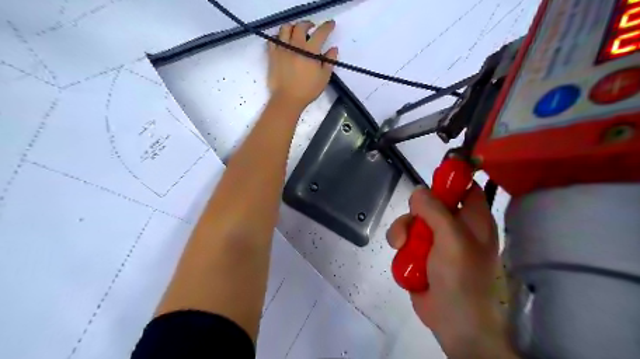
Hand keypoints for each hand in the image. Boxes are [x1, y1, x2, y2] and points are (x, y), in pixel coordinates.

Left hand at [268, 20, 336, 109]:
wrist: (287, 99)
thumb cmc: (308, 91)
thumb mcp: (324, 78)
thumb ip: (329, 61)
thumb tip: (333, 49)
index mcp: (310, 52)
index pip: (320, 33)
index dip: (327, 26)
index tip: (331, 24)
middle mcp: (295, 46)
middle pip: (301, 26)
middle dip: (308, 24)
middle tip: (311, 28)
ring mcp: (282, 49)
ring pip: (285, 28)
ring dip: (293, 27)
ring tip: (296, 33)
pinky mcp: (272, 55)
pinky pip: (273, 39)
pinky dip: (278, 36)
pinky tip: (283, 41)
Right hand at [385, 186, 512, 358]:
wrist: (453, 322)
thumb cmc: (462, 279)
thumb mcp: (452, 240)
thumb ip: (436, 211)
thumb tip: (419, 190)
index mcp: (473, 219)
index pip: (464, 187)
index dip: (449, 178)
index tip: (429, 181)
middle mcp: (454, 226)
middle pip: (429, 203)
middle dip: (415, 212)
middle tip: (414, 226)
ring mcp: (436, 241)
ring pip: (412, 221)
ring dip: (403, 231)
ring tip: (402, 247)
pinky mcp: (420, 254)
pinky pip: (405, 239)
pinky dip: (400, 248)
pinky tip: (403, 259)